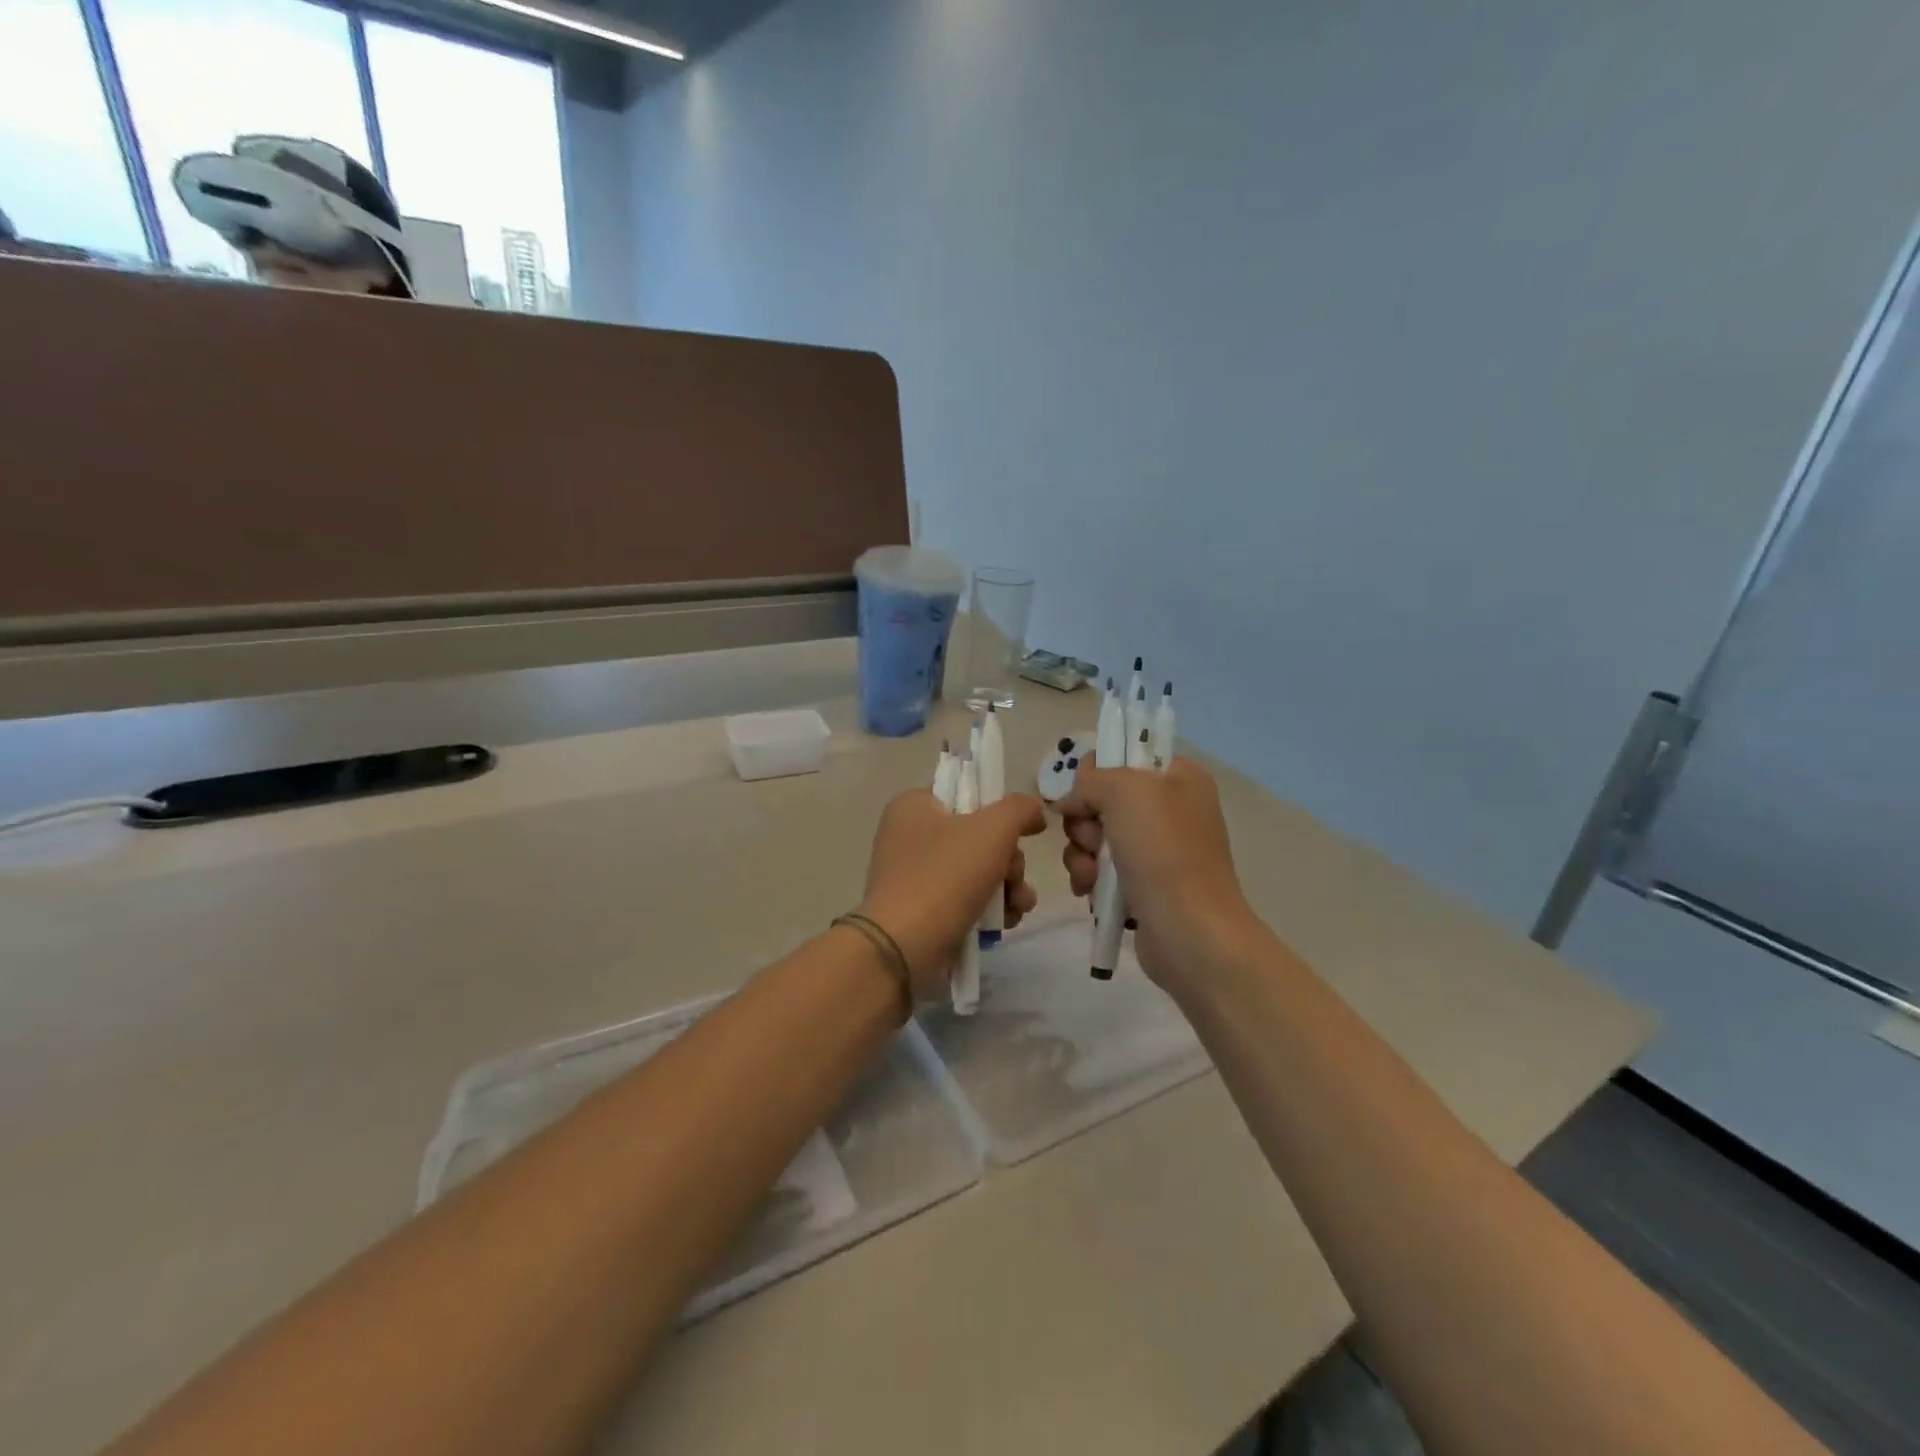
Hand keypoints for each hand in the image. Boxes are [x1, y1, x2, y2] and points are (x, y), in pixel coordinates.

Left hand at [859, 788, 1045, 999]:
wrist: (904, 947)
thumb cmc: (945, 876)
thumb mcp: (992, 829)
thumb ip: (1020, 808)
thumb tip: (1034, 810)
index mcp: (914, 805)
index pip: (967, 793)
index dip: (1000, 809)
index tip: (1025, 830)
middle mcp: (910, 836)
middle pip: (979, 836)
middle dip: (1009, 860)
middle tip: (1014, 876)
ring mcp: (914, 876)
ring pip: (978, 871)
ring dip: (1008, 887)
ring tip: (1018, 905)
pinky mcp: (923, 911)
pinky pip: (966, 900)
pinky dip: (990, 909)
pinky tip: (1006, 923)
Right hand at [1058, 757, 1260, 992]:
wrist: (1190, 932)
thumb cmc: (1163, 852)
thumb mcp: (1125, 791)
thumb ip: (1091, 779)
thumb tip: (1072, 800)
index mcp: (1179, 777)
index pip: (1125, 754)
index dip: (1096, 771)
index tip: (1084, 793)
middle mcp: (1170, 809)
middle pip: (1102, 798)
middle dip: (1084, 820)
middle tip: (1092, 839)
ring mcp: (1157, 849)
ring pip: (1095, 835)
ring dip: (1081, 853)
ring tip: (1090, 875)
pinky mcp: (1142, 884)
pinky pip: (1100, 868)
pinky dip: (1089, 878)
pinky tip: (1090, 892)